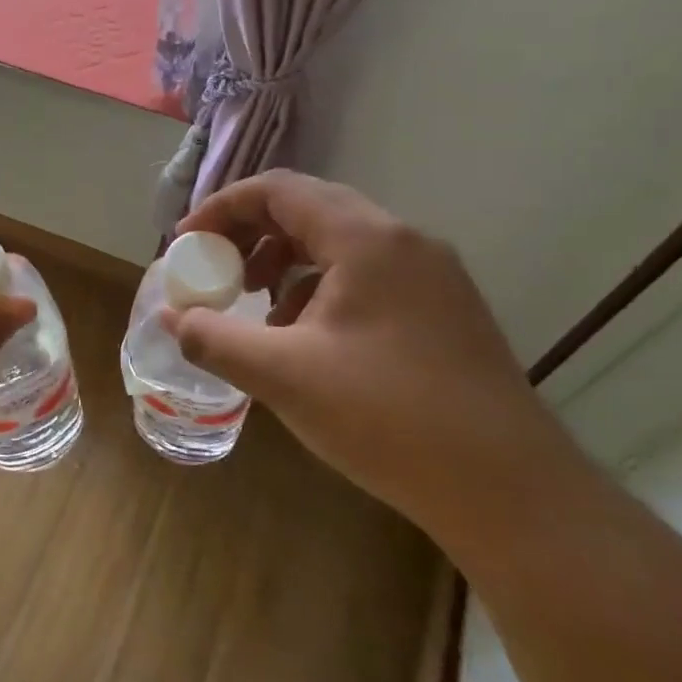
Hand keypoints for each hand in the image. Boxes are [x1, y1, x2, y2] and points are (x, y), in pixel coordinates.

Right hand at [168, 171, 578, 543]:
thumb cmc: (388, 417)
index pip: (278, 190)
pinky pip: (366, 277)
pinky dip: (321, 292)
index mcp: (366, 239)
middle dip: (250, 236)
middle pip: (309, 210)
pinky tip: (307, 342)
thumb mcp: (283, 375)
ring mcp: (431, 276)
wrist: (510, 491)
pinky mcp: (443, 311)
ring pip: (338, 245)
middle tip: (215, 273)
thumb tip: (170, 317)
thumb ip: (213, 338)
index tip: (186, 244)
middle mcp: (404, 242)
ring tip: (256, 310)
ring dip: (285, 265)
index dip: (222, 209)